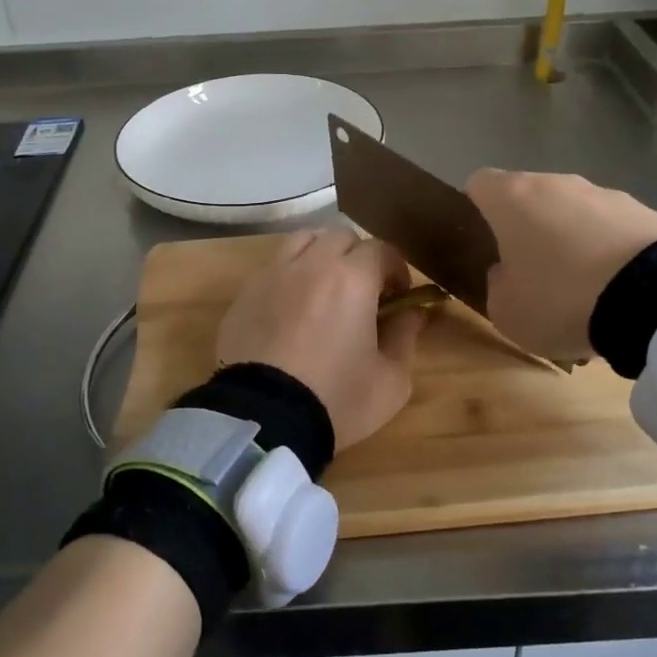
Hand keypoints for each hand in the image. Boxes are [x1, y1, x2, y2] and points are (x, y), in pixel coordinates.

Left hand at [215, 228, 427, 450]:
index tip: (398, 295)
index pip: (381, 250)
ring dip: (321, 255)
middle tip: (363, 291)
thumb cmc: (336, 399)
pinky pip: (273, 268)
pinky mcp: (244, 294)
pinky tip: (292, 310)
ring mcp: (272, 275)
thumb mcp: (391, 380)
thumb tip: (412, 313)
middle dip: (358, 257)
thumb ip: (406, 337)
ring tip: (325, 289)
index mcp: (352, 278)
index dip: (396, 269)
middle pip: (340, 237)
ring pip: (302, 241)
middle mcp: (311, 264)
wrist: (264, 419)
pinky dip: (290, 277)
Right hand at [465, 170, 656, 361]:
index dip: (476, 208)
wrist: (653, 298)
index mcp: (512, 198)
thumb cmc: (559, 298)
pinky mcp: (644, 211)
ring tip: (582, 288)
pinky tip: (616, 289)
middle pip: (530, 197)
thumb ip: (498, 285)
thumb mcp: (506, 310)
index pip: (479, 183)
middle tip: (531, 272)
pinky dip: (607, 250)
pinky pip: (611, 229)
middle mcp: (556, 183)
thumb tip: (509, 272)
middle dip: (527, 228)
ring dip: (570, 239)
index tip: (484, 241)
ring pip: (573, 212)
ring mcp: (604, 193)